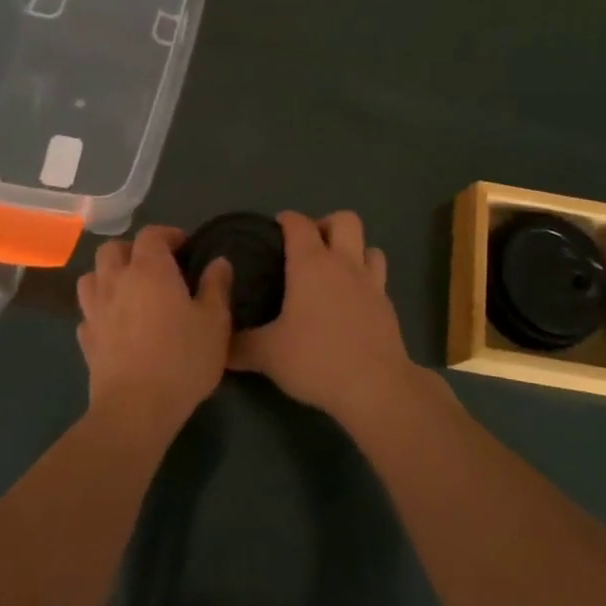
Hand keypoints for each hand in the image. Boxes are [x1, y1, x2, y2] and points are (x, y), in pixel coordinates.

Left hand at [77, 226, 231, 445]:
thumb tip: (218, 262)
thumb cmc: (182, 359)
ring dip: (108, 276)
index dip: (167, 235)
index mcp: (150, 269)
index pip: (151, 234)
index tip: (185, 247)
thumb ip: (216, 286)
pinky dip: (99, 311)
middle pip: (113, 249)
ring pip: (92, 277)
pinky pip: (88, 313)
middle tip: (155, 266)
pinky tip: (115, 325)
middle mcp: (117, 281)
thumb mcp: (215, 322)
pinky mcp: (85, 340)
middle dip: (132, 250)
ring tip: (129, 291)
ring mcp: (95, 310)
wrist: (136, 410)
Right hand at [230, 211, 415, 422]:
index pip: (299, 223)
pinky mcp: (388, 305)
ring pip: (368, 246)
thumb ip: (239, 346)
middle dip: (326, 225)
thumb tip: (217, 345)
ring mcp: (371, 282)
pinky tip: (352, 304)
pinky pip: (378, 278)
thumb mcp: (267, 355)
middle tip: (308, 249)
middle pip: (345, 219)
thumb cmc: (317, 359)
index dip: (286, 220)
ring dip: (353, 250)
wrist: (375, 386)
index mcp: (312, 264)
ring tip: (335, 272)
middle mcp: (344, 263)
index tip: (274, 230)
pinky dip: (365, 281)